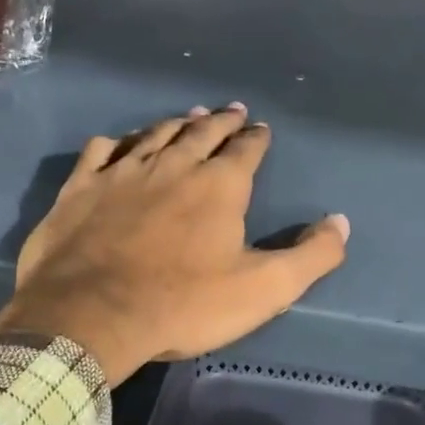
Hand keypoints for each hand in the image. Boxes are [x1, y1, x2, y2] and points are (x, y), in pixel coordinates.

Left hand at [0, 106, 348, 383]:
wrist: (91, 315)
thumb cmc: (183, 304)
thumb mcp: (264, 290)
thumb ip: (311, 256)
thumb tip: (341, 222)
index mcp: (219, 186)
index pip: (246, 150)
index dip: (256, 138)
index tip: (261, 129)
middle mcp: (173, 165)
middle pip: (202, 131)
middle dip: (221, 120)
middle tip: (231, 110)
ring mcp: (123, 172)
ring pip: (155, 134)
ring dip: (175, 123)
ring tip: (188, 115)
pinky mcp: (82, 187)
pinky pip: (102, 151)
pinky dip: (116, 143)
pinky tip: (118, 144)